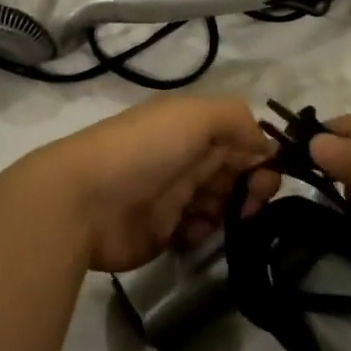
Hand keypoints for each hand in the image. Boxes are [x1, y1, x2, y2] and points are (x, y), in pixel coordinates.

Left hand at [14, 95, 277, 272]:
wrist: (83, 202)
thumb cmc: (144, 150)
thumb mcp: (194, 116)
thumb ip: (236, 119)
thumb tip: (264, 145)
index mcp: (192, 126)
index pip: (241, 138)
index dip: (260, 157)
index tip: (267, 177)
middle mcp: (187, 157)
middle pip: (236, 173)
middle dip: (252, 188)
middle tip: (250, 204)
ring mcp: (174, 196)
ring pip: (221, 205)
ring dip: (230, 213)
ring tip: (216, 219)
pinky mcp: (163, 232)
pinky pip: (198, 234)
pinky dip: (202, 235)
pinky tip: (190, 234)